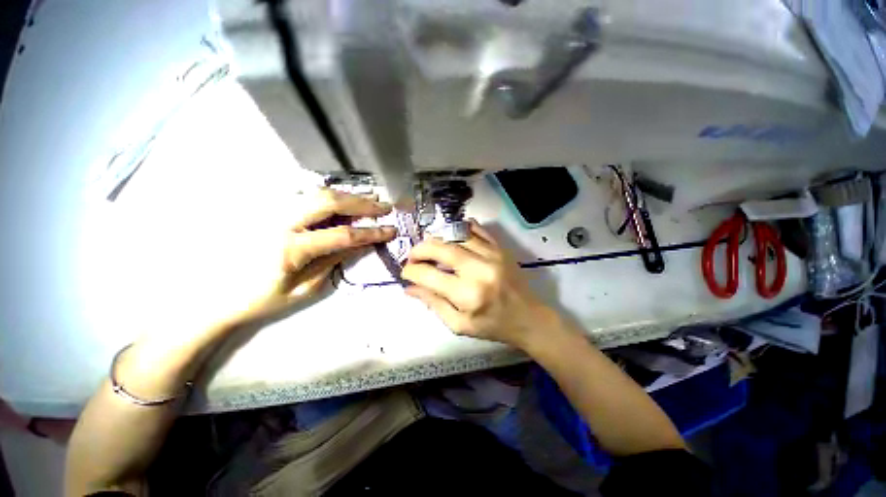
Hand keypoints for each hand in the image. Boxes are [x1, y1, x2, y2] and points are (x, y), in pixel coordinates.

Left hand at [239, 188, 395, 322]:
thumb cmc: (262, 299)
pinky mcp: (269, 209)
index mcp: (291, 248)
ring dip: (348, 196)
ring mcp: (272, 211)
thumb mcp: (305, 287)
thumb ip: (334, 260)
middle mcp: (281, 222)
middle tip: (384, 206)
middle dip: (361, 203)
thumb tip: (362, 243)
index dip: (371, 232)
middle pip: (329, 202)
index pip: (343, 234)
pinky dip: (330, 195)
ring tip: (370, 200)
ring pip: (317, 193)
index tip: (392, 230)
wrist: (216, 295)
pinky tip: (344, 200)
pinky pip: (305, 195)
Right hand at [402, 221, 556, 349]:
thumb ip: (433, 303)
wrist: (528, 318)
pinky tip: (451, 237)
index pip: (428, 275)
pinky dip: (459, 229)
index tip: (406, 272)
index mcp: (467, 295)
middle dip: (420, 250)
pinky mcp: (499, 248)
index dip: (411, 271)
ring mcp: (491, 254)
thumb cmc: (493, 326)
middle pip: (441, 248)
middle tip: (413, 257)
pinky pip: (476, 229)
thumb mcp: (459, 325)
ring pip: (456, 235)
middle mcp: (478, 269)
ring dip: (437, 239)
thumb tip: (409, 287)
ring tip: (430, 249)